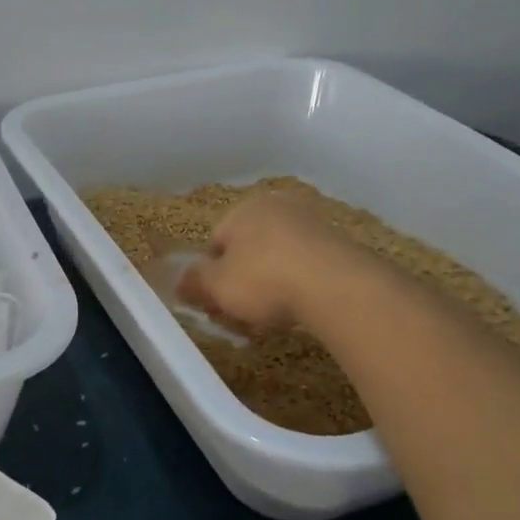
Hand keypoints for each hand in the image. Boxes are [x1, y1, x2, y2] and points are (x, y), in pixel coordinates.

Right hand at [176, 191, 365, 332]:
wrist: (336, 286)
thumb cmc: (263, 280)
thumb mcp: (216, 286)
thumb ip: (194, 282)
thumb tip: (179, 282)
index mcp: (242, 208)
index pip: (215, 242)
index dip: (212, 275)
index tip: (217, 302)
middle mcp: (277, 206)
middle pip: (248, 247)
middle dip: (243, 278)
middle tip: (244, 311)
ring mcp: (311, 222)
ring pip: (279, 256)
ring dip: (273, 281)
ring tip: (275, 314)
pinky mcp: (339, 243)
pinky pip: (307, 265)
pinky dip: (301, 283)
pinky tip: (302, 307)